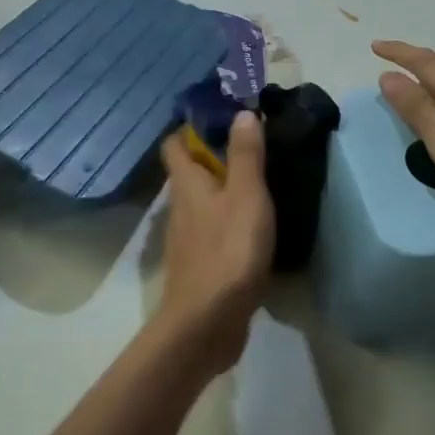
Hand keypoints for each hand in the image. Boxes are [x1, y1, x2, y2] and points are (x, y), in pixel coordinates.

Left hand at [153, 111, 274, 371]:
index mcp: (186, 184)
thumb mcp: (246, 195)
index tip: (224, 118)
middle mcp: (180, 207)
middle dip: (214, 156)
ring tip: (259, 183)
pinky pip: (212, 231)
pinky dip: (228, 221)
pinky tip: (254, 227)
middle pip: (189, 172)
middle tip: (252, 147)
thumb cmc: (228, 250)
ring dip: (223, 190)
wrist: (208, 322)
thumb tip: (240, 112)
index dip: (193, 127)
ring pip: (202, 202)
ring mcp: (188, 239)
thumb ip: (245, 155)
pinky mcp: (200, 265)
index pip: (175, 144)